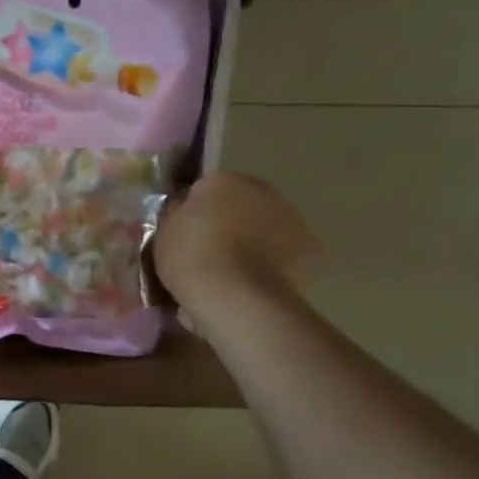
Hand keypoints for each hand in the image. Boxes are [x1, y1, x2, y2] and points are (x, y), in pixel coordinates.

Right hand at [155, 171, 322, 329]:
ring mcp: (292, 218)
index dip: (196, 212)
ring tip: (235, 277)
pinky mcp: (312, 250)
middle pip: (241, 204)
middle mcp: (261, 190)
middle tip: (211, 254)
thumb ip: (178, 214)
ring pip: (267, 227)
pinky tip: (258, 287)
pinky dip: (275, 266)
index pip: (205, 189)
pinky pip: (286, 254)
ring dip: (254, 242)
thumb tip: (186, 209)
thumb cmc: (192, 259)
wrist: (237, 298)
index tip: (187, 234)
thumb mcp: (165, 232)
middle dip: (229, 223)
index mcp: (222, 180)